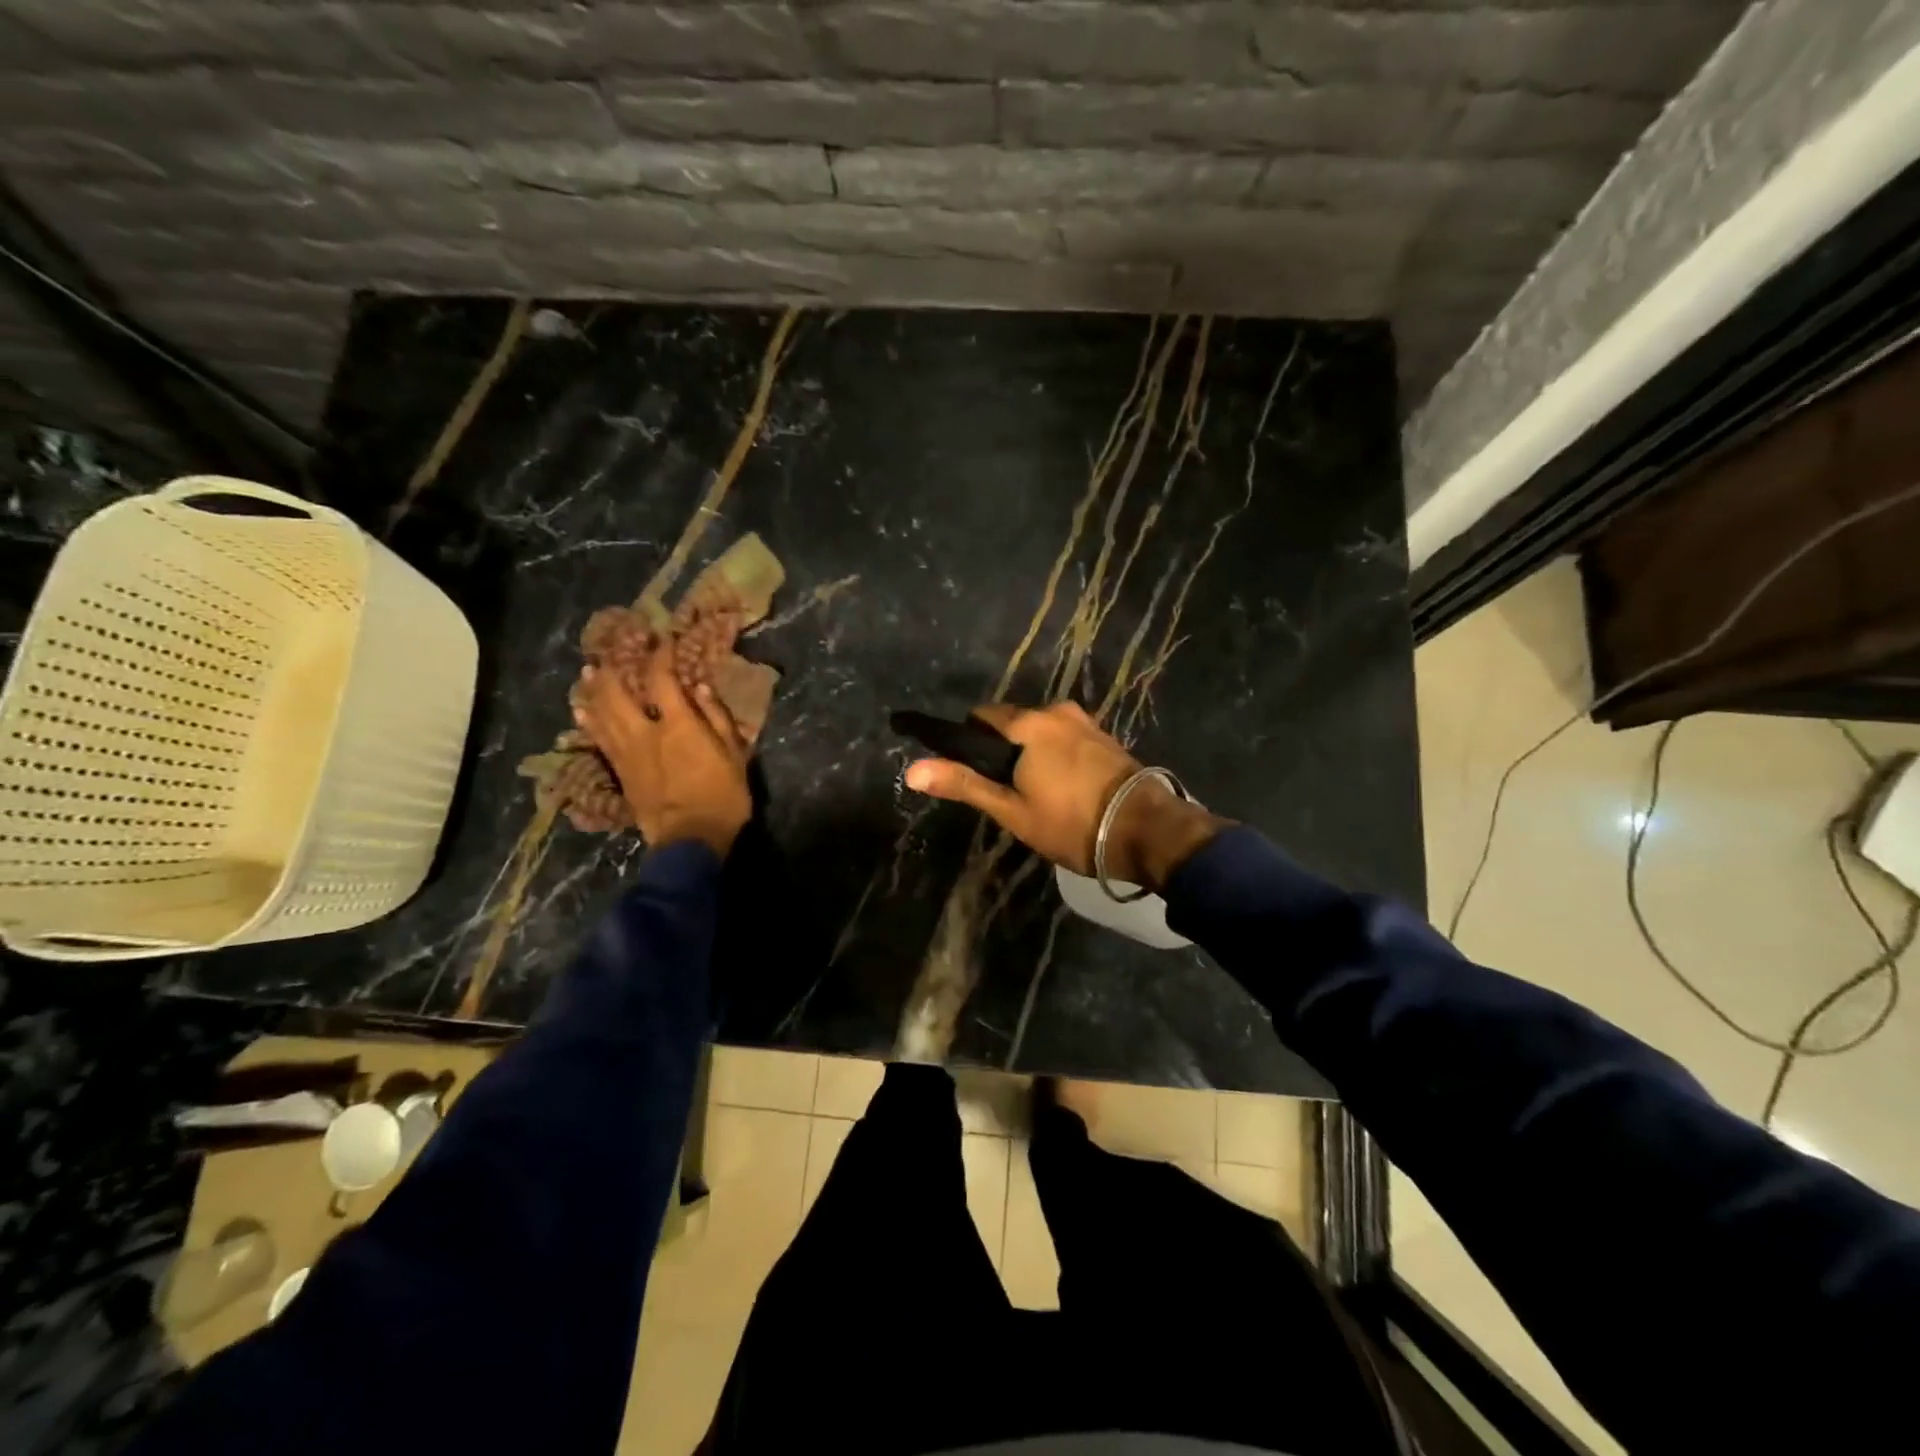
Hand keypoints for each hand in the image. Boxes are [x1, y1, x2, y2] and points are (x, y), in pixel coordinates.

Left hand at [571, 646, 751, 856]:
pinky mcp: (619, 773)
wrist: (689, 841)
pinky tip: (581, 711)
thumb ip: (717, 719)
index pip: (661, 679)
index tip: (662, 639)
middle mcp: (645, 733)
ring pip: (601, 714)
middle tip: (610, 652)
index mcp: (677, 725)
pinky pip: (599, 740)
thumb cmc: (722, 797)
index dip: (660, 655)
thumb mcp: (734, 756)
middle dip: (613, 669)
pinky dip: (589, 722)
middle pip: (618, 693)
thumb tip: (698, 688)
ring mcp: (627, 754)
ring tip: (587, 673)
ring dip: (593, 691)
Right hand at [903, 702, 1227, 892]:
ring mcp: (1084, 721)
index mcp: (1027, 724)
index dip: (969, 743)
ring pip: (1040, 731)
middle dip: (1002, 749)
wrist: (1146, 831)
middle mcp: (1055, 711)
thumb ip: (964, 784)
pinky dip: (1055, 754)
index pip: (981, 717)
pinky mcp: (1104, 736)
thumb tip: (912, 769)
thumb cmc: (1071, 823)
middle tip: (1006, 792)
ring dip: (1031, 752)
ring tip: (1036, 793)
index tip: (973, 774)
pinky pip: (1065, 737)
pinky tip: (1064, 786)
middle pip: (1012, 722)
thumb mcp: (1011, 810)